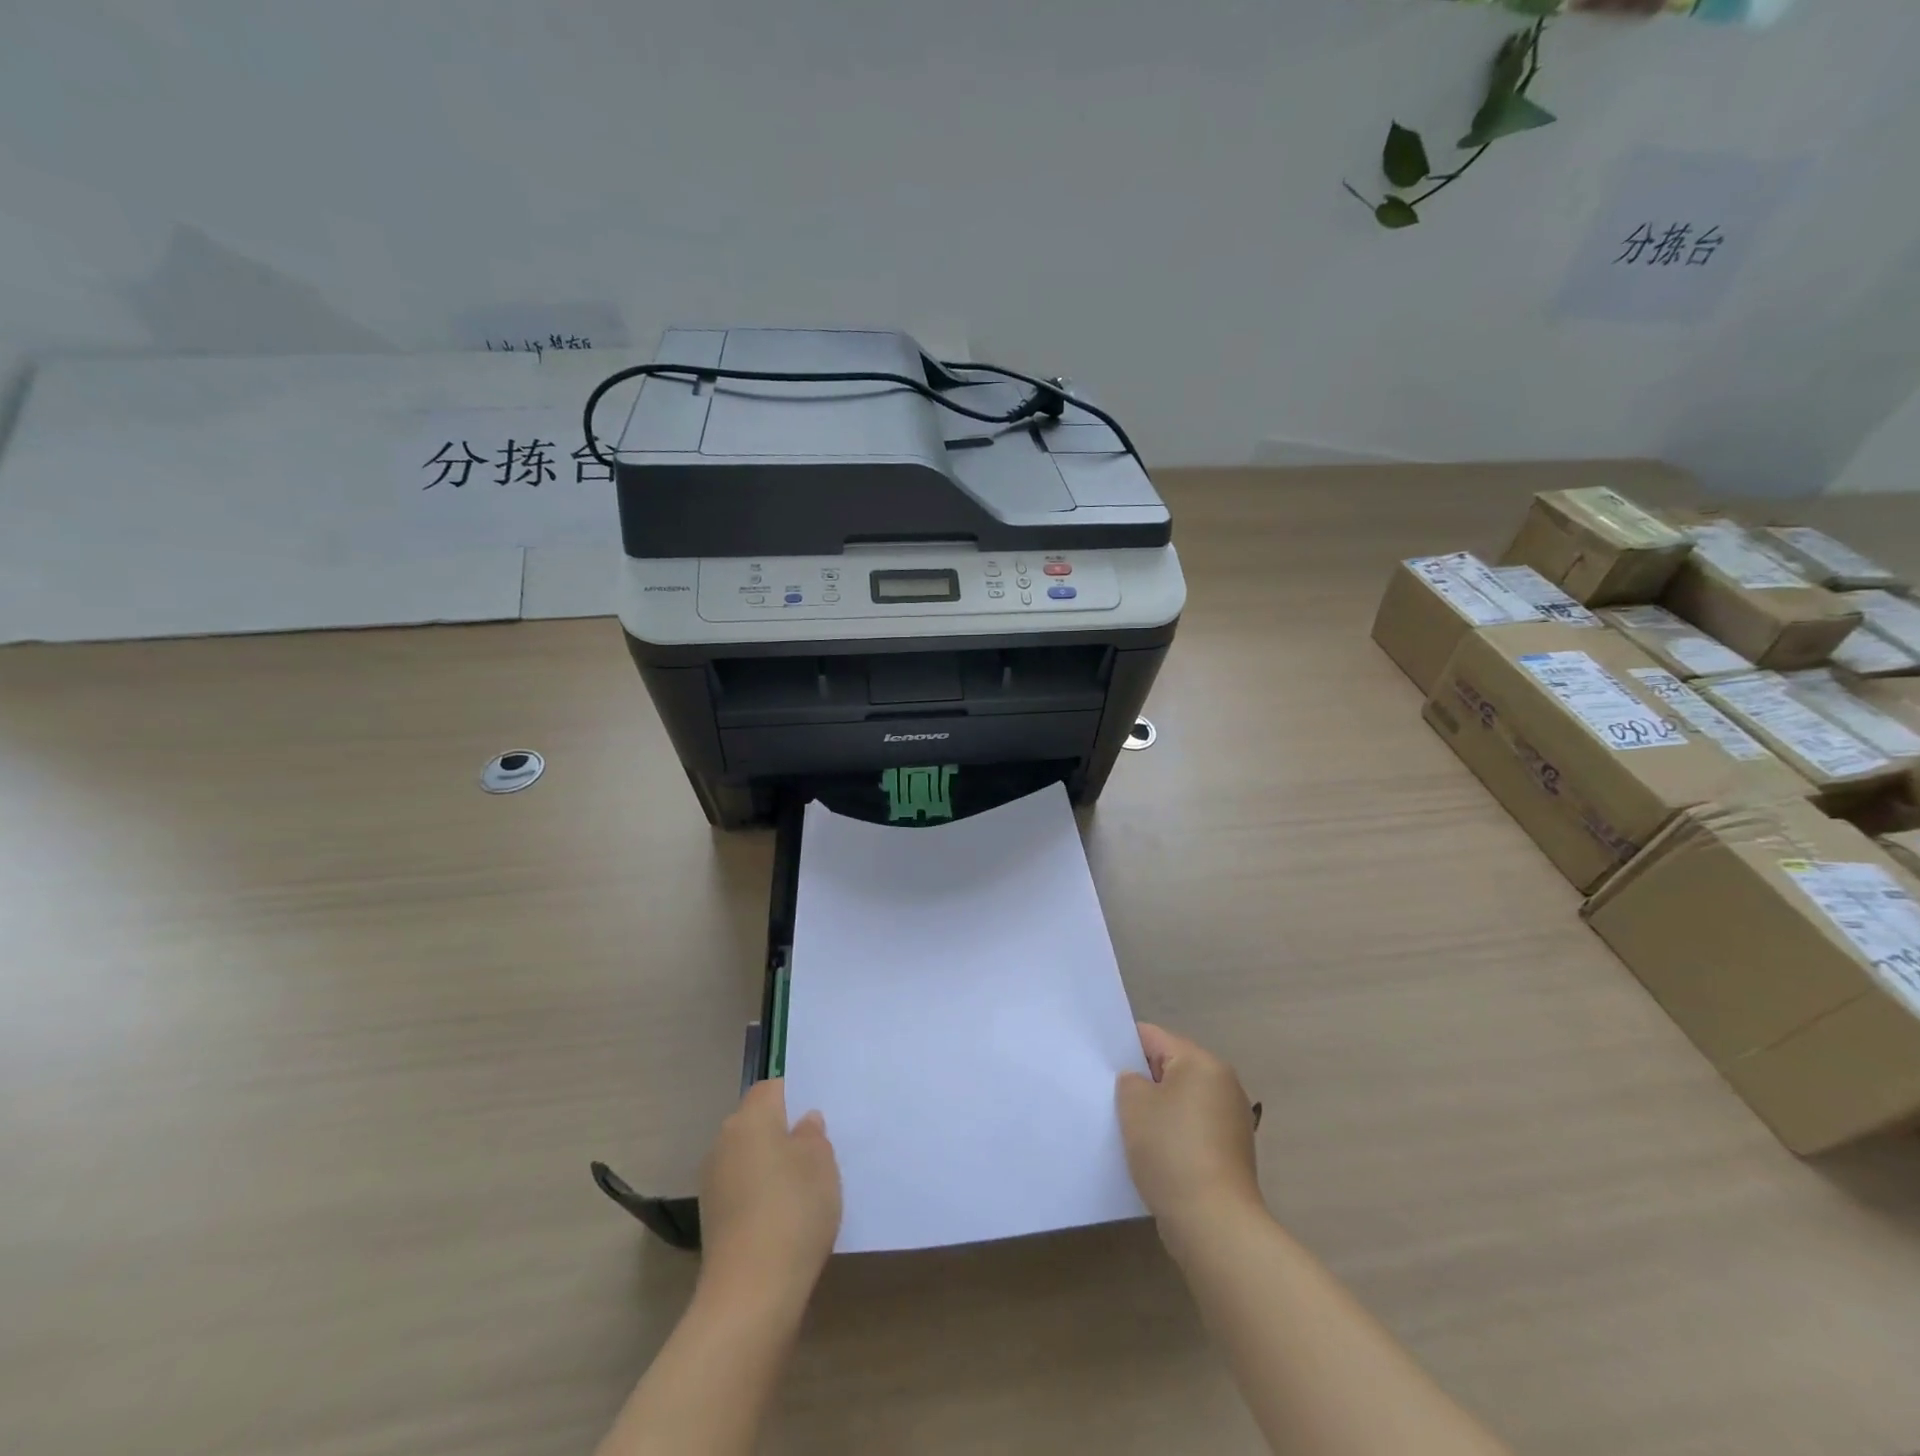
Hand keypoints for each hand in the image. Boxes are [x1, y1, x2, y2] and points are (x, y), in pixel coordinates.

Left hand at [697, 1080, 841, 1305]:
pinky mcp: (713, 1220)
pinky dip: (761, 1196)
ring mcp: (714, 1183)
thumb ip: (813, 1135)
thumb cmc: (793, 1210)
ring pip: (749, 1158)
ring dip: (772, 1166)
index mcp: (750, 1118)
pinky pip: (743, 1190)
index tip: (818, 1115)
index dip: (795, 1095)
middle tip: (818, 1149)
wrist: (751, 1293)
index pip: (771, 1088)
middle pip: (757, 1123)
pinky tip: (786, 1217)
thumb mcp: (822, 1163)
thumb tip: (803, 1123)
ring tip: (805, 1187)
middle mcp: (724, 1142)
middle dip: (784, 1132)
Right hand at [1116, 1023, 1260, 1246]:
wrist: (1214, 1223)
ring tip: (1129, 1128)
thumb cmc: (1171, 1151)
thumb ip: (1129, 1080)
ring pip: (1182, 1100)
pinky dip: (1174, 1134)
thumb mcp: (1134, 1104)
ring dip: (1158, 1110)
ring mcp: (1231, 1119)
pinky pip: (1193, 1128)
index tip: (1101, 1064)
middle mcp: (1223, 1083)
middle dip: (1143, 1081)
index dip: (1124, 1046)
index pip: (1153, 1036)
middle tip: (1111, 1096)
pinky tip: (1153, 1153)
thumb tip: (1139, 1083)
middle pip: (1171, 1068)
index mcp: (1202, 1062)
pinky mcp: (1231, 1152)